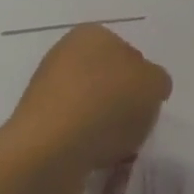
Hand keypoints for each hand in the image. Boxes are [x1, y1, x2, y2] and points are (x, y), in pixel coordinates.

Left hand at [6, 25, 171, 187]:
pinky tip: (94, 159)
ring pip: (91, 108)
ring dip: (106, 127)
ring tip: (116, 150)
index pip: (130, 54)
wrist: (50, 150)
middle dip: (124, 105)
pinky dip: (86, 144)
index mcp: (92, 34)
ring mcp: (46, 89)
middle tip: (135, 127)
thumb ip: (157, 80)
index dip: (143, 82)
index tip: (148, 104)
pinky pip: (74, 132)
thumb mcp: (154, 85)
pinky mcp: (36, 123)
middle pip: (109, 82)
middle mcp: (64, 54)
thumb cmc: (108, 105)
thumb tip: (147, 88)